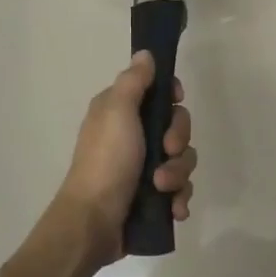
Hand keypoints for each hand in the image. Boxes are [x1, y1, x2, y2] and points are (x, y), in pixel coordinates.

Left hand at [52, 52, 196, 269]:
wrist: (93, 223)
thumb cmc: (106, 161)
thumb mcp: (117, 112)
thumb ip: (134, 81)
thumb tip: (145, 54)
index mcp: (120, 112)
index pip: (158, 92)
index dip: (172, 97)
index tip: (176, 101)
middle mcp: (132, 136)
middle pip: (176, 126)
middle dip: (178, 141)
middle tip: (166, 152)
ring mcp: (142, 168)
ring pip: (181, 160)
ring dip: (178, 174)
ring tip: (162, 188)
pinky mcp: (151, 197)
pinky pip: (179, 189)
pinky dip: (178, 198)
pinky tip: (173, 209)